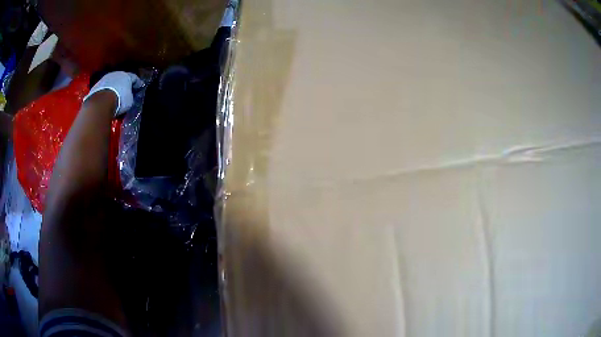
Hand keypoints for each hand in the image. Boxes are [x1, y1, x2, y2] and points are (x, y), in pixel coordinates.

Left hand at [84, 71, 142, 115]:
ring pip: (111, 83)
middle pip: (121, 79)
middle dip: (124, 85)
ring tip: (115, 96)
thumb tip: (130, 97)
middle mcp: (116, 74)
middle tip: (127, 92)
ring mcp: (105, 79)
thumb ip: (131, 96)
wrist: (100, 104)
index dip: (138, 84)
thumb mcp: (130, 101)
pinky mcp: (96, 86)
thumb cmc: (119, 100)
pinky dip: (106, 93)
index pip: (134, 78)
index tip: (140, 88)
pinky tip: (106, 100)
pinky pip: (103, 89)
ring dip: (114, 88)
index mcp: (126, 75)